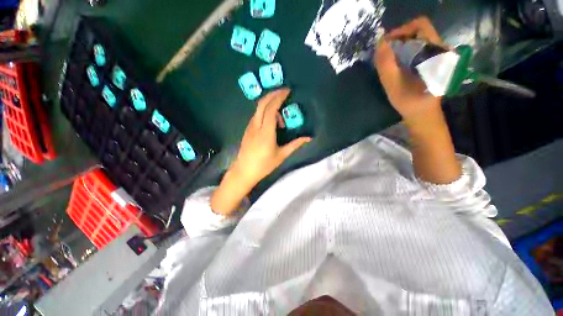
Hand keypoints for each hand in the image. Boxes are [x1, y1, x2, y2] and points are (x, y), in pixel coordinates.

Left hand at [211, 89, 310, 214]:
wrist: (244, 171)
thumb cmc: (264, 165)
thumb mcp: (281, 155)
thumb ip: (295, 145)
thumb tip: (308, 138)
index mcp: (266, 132)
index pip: (271, 109)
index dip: (279, 97)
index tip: (288, 91)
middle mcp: (256, 126)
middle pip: (262, 104)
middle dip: (273, 94)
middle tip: (284, 92)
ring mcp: (250, 127)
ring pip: (258, 108)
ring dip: (269, 104)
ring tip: (280, 116)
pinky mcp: (247, 130)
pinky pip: (256, 115)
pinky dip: (265, 112)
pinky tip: (272, 121)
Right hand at [374, 16, 442, 121]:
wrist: (423, 115)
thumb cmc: (409, 102)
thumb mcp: (393, 84)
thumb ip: (386, 63)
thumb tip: (379, 42)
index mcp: (436, 51)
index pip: (420, 25)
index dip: (401, 30)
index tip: (386, 44)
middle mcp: (441, 49)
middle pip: (418, 32)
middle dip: (399, 39)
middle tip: (384, 53)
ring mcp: (439, 55)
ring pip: (418, 40)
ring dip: (401, 46)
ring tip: (389, 59)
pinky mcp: (435, 61)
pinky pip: (419, 49)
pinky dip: (405, 52)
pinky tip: (397, 64)